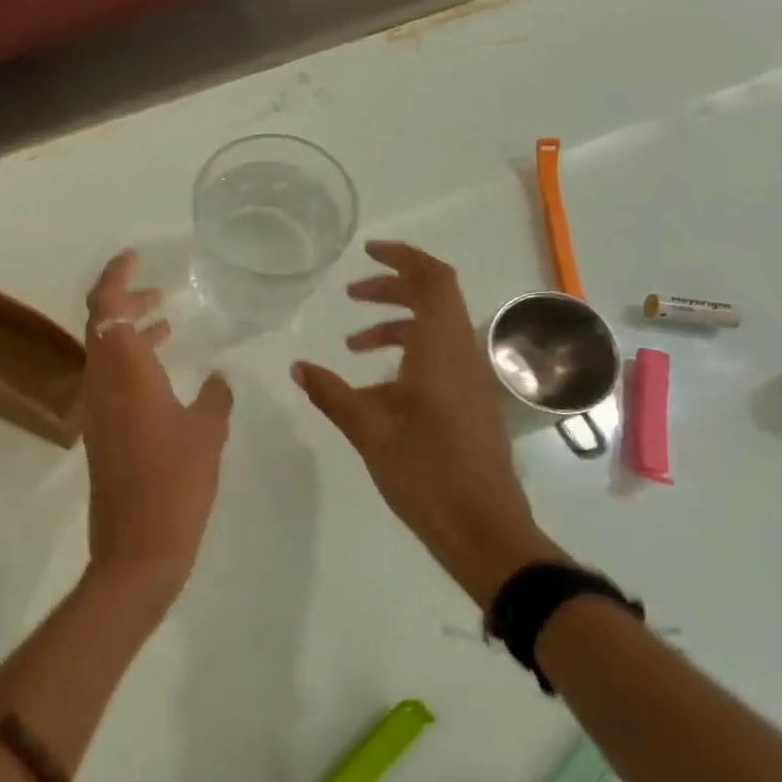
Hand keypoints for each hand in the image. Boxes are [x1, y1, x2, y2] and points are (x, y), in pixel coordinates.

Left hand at [80, 250, 233, 619]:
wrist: (138, 547)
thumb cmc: (175, 483)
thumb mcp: (206, 433)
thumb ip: (215, 398)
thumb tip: (219, 379)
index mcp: (123, 371)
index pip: (106, 307)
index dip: (115, 276)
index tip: (134, 257)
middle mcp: (101, 382)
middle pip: (101, 324)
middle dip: (126, 302)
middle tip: (159, 293)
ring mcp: (97, 409)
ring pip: (105, 353)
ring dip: (130, 333)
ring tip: (166, 324)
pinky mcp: (101, 432)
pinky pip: (111, 380)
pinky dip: (132, 363)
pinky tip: (164, 374)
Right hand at [292, 242, 562, 605]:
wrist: (482, 528)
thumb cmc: (425, 472)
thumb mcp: (368, 429)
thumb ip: (331, 392)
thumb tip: (298, 366)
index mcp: (441, 351)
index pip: (434, 281)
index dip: (404, 258)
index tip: (368, 253)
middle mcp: (462, 356)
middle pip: (435, 299)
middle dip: (392, 290)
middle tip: (351, 296)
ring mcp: (470, 381)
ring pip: (436, 331)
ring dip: (396, 325)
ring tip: (353, 345)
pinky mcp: (470, 403)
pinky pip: (439, 358)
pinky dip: (406, 354)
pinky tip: (376, 386)